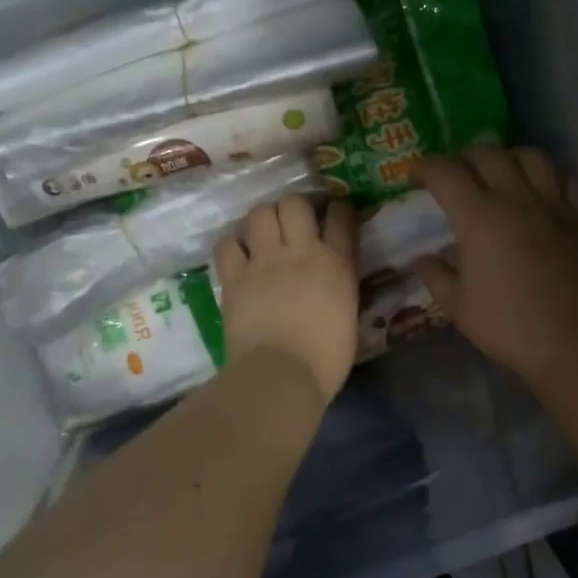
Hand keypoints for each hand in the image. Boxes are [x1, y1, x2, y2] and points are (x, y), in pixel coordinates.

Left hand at [213, 194, 359, 402]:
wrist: (281, 374)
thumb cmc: (325, 359)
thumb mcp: (349, 317)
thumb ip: (341, 288)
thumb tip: (333, 279)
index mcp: (336, 264)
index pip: (341, 217)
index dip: (338, 210)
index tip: (334, 216)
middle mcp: (300, 251)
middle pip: (295, 203)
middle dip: (295, 208)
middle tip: (293, 224)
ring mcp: (264, 261)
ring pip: (260, 213)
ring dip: (263, 219)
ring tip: (264, 235)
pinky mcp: (234, 276)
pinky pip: (227, 243)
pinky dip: (233, 245)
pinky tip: (238, 256)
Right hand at [413, 147, 577, 391]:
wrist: (575, 342)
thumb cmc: (509, 326)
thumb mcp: (458, 307)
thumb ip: (437, 276)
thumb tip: (423, 259)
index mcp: (479, 218)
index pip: (446, 173)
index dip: (424, 167)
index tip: (414, 175)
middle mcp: (516, 199)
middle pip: (487, 155)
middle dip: (463, 157)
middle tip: (454, 174)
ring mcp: (554, 206)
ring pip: (532, 156)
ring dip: (508, 157)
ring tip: (500, 172)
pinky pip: (568, 180)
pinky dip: (551, 176)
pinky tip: (543, 190)